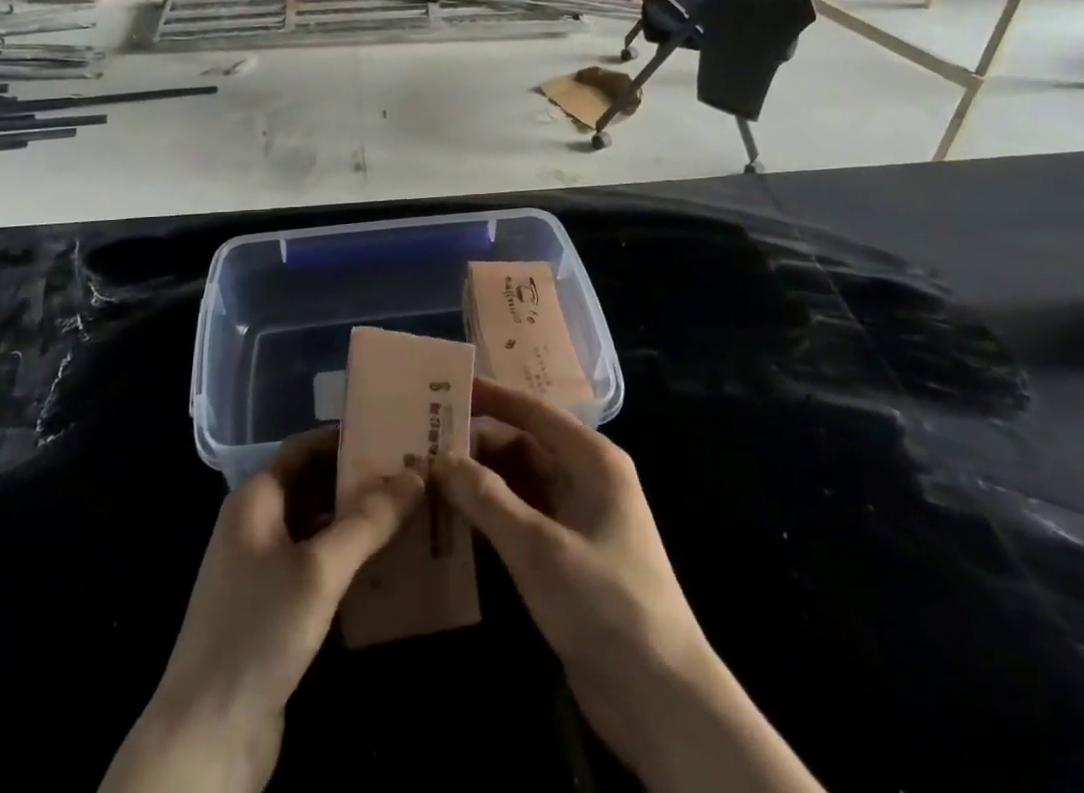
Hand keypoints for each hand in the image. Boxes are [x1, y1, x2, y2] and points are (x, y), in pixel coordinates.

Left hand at [100, 428, 422, 792]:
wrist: (205, 737)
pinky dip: (348, 561)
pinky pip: (316, 568)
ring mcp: (261, 570)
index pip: (304, 447)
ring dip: (358, 522)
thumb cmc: (258, 631)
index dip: (345, 438)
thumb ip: (367, 521)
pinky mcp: (272, 611)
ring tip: (410, 515)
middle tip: (413, 476)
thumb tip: (416, 474)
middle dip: (359, 481)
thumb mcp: (319, 570)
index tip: (392, 434)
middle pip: (313, 485)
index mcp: (255, 500)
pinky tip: (386, 568)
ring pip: (317, 529)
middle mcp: (255, 525)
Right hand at [437, 379, 823, 792]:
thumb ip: (487, 498)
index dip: (491, 397)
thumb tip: (441, 459)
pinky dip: (491, 515)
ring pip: (520, 484)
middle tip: (423, 442)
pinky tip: (454, 519)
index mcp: (592, 460)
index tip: (446, 386)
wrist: (659, 697)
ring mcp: (577, 519)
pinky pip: (522, 519)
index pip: (533, 411)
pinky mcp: (567, 557)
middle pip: (524, 446)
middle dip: (477, 445)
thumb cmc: (604, 602)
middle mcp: (586, 479)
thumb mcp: (538, 547)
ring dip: (480, 481)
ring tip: (427, 476)